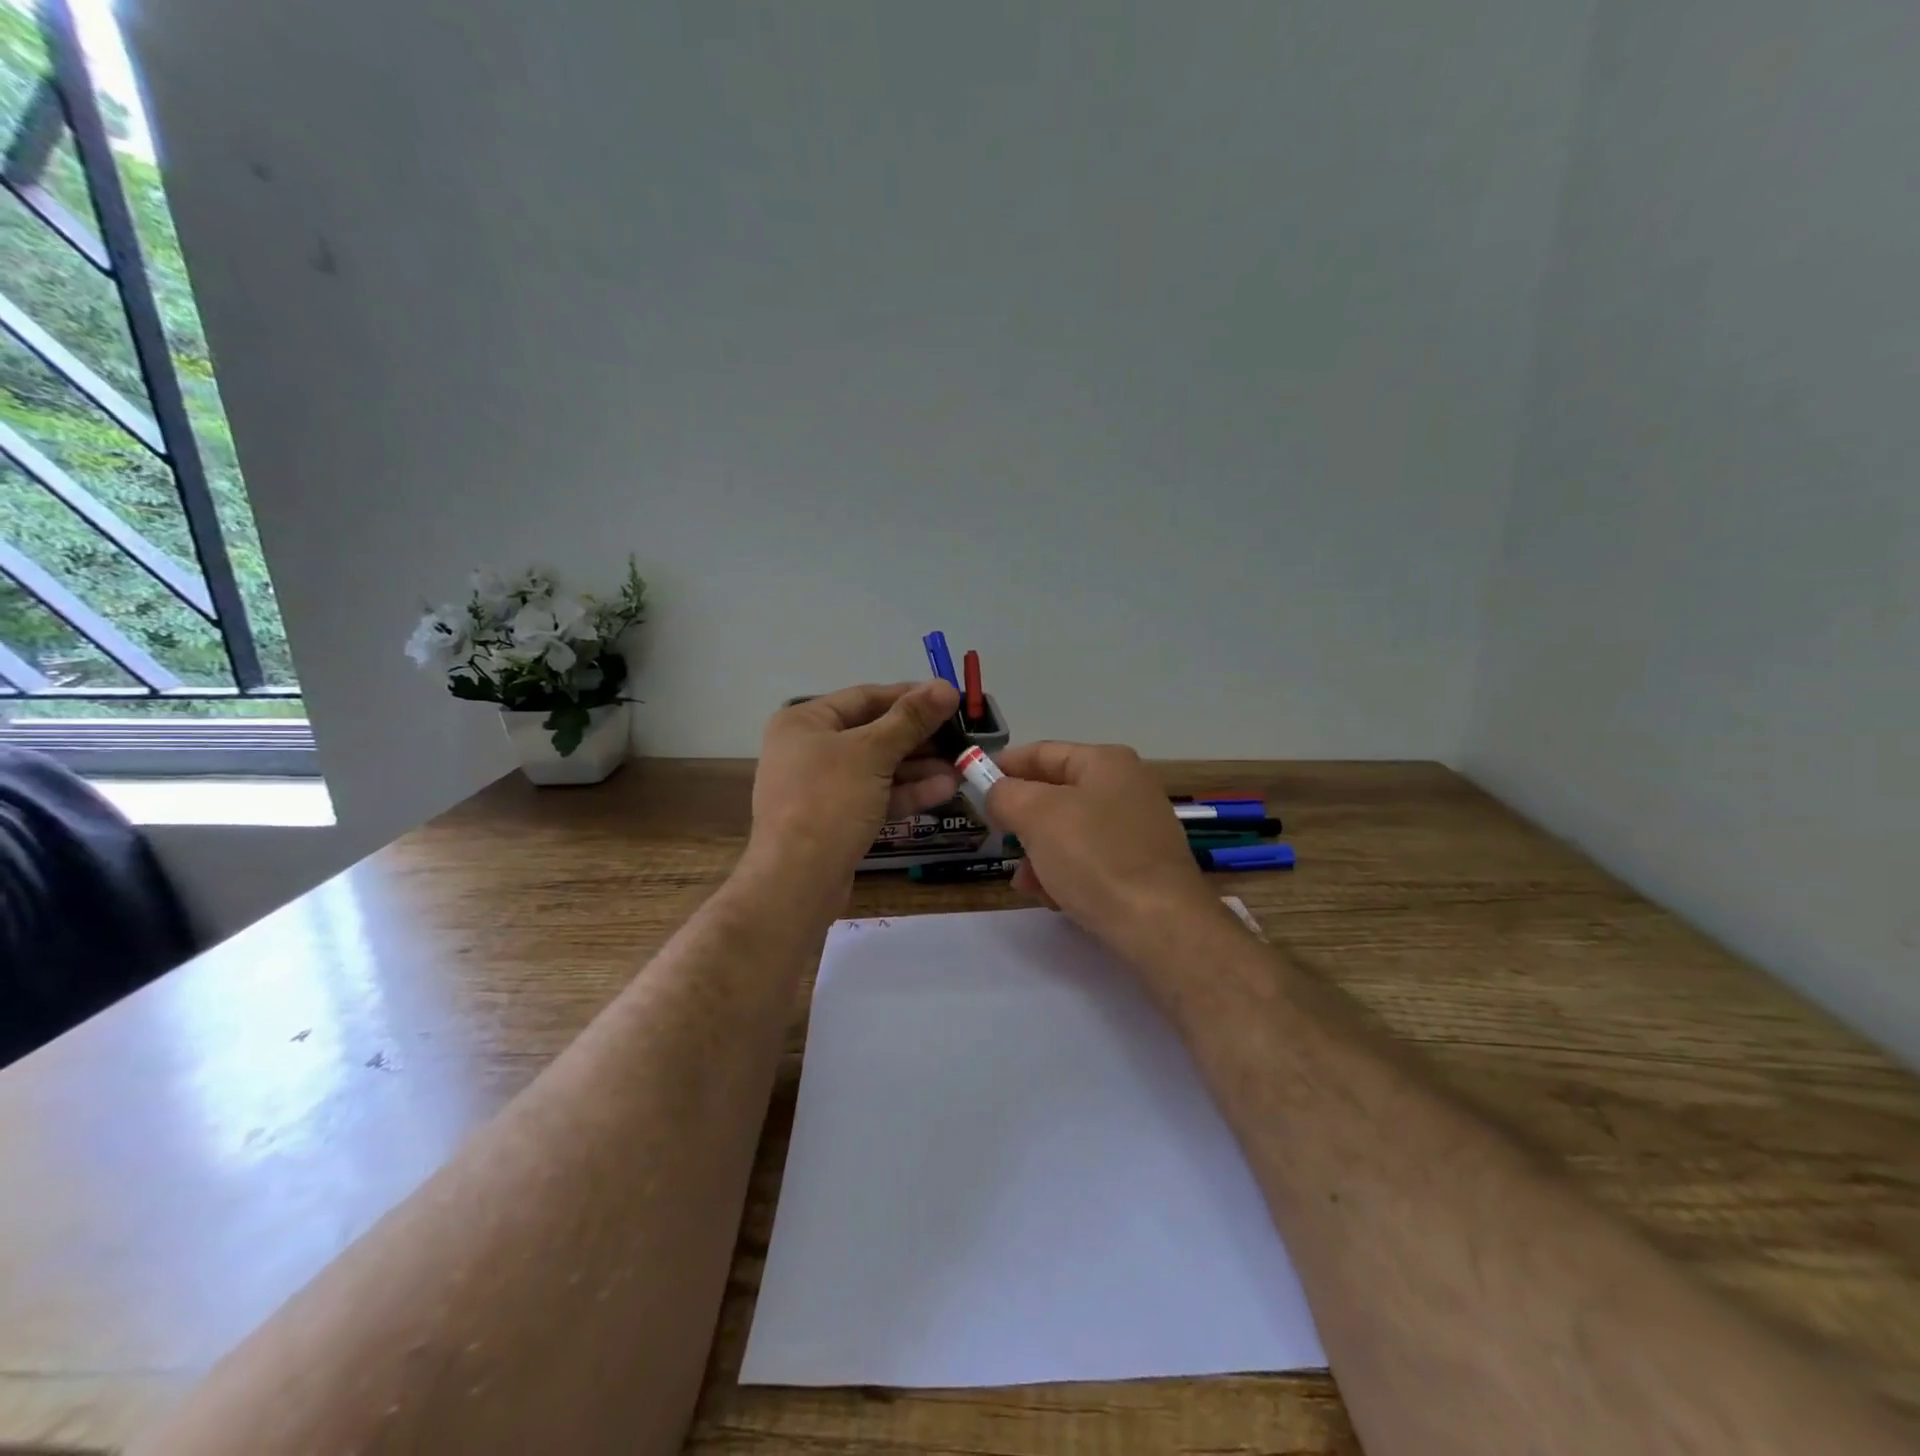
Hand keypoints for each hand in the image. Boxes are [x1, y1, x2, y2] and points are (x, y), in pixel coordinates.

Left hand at [747, 681, 961, 888]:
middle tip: (962, 737)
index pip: (866, 697)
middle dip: (920, 737)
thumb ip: (911, 719)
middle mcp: (809, 749)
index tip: (951, 700)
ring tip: (962, 765)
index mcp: (805, 722)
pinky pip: (875, 795)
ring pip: (878, 767)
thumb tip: (945, 686)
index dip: (910, 696)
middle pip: (874, 732)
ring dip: (920, 766)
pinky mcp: (836, 818)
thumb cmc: (828, 802)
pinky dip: (906, 791)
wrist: (797, 881)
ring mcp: (822, 787)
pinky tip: (945, 789)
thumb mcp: (872, 753)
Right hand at [986, 741, 1216, 951]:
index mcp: (1106, 762)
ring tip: (1024, 882)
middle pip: (1056, 793)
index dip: (1004, 765)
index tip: (972, 783)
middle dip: (1022, 819)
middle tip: (997, 837)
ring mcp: (1137, 827)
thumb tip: (996, 793)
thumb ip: (1005, 795)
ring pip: (1070, 831)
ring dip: (1039, 853)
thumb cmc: (1095, 857)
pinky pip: (1090, 859)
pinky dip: (1065, 873)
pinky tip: (1053, 898)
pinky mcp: (1141, 866)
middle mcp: (1126, 787)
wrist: (1160, 924)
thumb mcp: (1037, 816)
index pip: (1042, 752)